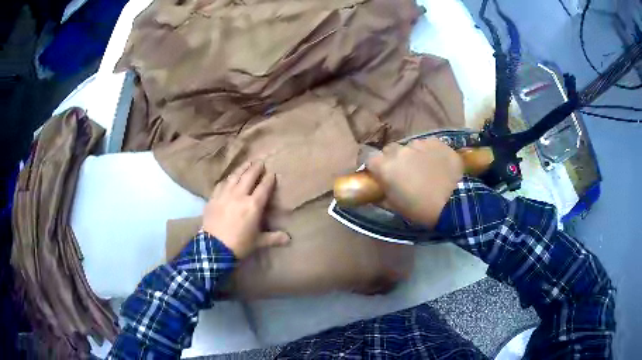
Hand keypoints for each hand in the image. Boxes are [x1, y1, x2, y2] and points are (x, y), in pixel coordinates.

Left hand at [202, 161, 289, 258]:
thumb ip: (274, 238)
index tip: (272, 173)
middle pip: (249, 177)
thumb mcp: (259, 242)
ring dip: (242, 169)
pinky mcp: (213, 198)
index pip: (263, 187)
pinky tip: (229, 178)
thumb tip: (289, 239)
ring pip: (234, 177)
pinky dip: (227, 179)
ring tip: (247, 163)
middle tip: (260, 162)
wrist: (214, 248)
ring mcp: (225, 195)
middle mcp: (239, 195)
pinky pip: (221, 184)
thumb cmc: (239, 245)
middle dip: (256, 168)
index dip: (268, 179)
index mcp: (253, 205)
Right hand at [366, 138, 463, 228]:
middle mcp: (399, 151)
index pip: (369, 158)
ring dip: (412, 156)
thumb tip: (378, 189)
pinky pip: (427, 145)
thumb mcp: (396, 207)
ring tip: (425, 168)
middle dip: (393, 159)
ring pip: (410, 147)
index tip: (380, 174)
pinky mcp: (436, 142)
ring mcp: (419, 143)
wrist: (455, 202)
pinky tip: (437, 164)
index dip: (374, 166)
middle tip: (404, 173)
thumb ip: (382, 194)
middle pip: (390, 150)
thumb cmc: (421, 209)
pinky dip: (428, 153)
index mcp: (385, 167)